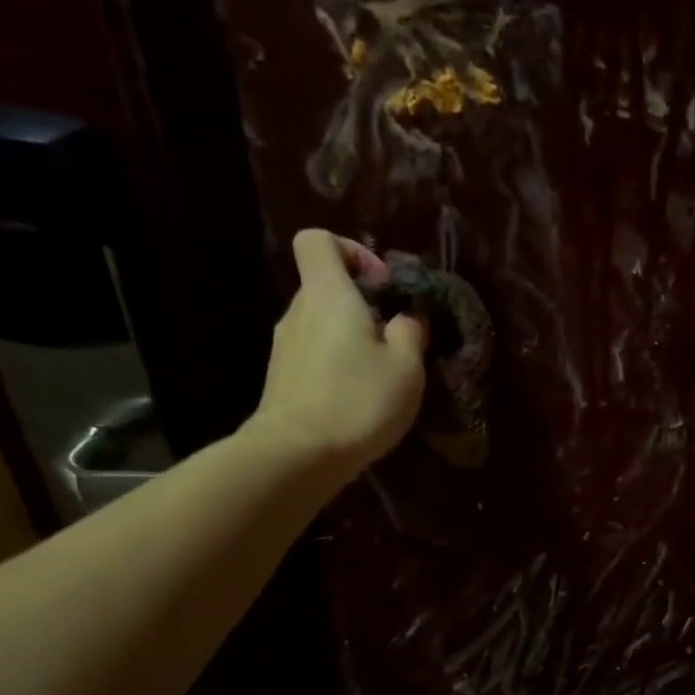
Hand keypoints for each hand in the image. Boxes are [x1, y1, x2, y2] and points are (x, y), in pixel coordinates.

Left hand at [245, 230, 426, 478]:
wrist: (298, 455)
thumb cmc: (358, 401)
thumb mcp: (406, 367)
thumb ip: (410, 331)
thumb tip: (407, 314)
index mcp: (328, 294)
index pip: (319, 240)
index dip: (353, 251)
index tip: (383, 286)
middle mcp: (298, 311)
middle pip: (325, 286)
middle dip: (362, 305)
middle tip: (395, 339)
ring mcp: (285, 347)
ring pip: (322, 325)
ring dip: (352, 340)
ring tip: (381, 375)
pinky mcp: (283, 379)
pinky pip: (315, 356)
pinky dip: (337, 366)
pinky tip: (358, 399)